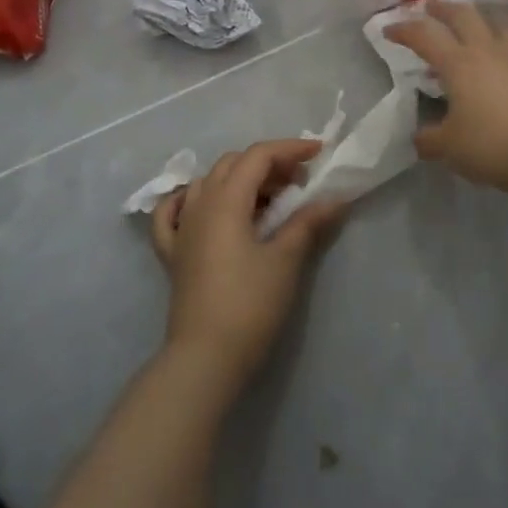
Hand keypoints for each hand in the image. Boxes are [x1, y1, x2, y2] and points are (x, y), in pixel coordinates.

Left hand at [150, 140, 343, 387]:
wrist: (206, 358)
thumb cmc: (250, 305)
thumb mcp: (286, 260)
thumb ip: (308, 223)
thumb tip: (335, 199)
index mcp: (226, 201)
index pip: (257, 157)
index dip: (289, 149)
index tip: (319, 154)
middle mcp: (199, 205)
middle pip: (232, 164)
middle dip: (267, 164)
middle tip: (299, 182)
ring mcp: (181, 229)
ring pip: (206, 183)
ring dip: (238, 180)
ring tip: (267, 199)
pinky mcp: (172, 254)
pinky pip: (173, 213)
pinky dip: (190, 201)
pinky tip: (203, 207)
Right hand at [383, 0, 507, 196]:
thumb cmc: (495, 144)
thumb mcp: (451, 149)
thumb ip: (429, 140)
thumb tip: (418, 137)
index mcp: (458, 64)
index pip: (424, 36)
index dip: (404, 29)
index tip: (388, 29)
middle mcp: (486, 50)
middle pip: (463, 15)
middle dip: (443, 7)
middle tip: (431, 6)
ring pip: (496, 21)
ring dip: (479, 14)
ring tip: (472, 18)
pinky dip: (503, 38)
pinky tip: (502, 51)